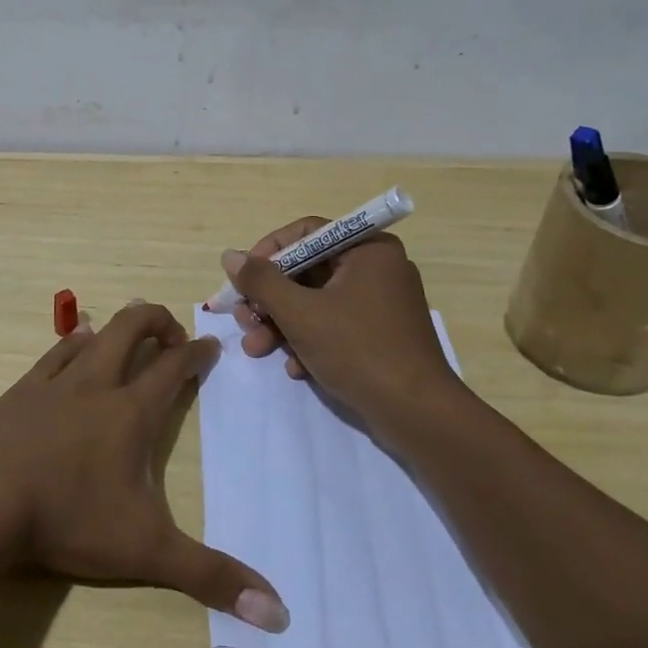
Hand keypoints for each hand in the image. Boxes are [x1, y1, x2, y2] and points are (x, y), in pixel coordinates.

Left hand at [0, 301, 288, 632]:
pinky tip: (75, 343)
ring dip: (116, 329)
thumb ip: (209, 576)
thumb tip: (278, 614)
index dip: (196, 353)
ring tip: (127, 336)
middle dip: (157, 320)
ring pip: (94, 334)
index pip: (174, 368)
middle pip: (132, 328)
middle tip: (172, 335)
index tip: (211, 346)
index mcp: (132, 412)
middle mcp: (98, 384)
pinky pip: (54, 353)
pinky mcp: (22, 390)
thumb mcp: (146, 551)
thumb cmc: (70, 517)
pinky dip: (73, 342)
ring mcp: (56, 382)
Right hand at [224, 220, 459, 428]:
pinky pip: (334, 325)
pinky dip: (309, 341)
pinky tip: (296, 368)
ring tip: (257, 349)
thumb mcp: (300, 313)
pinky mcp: (380, 335)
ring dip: (282, 324)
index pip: (306, 233)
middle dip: (270, 299)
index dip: (268, 252)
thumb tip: (230, 256)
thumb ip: (261, 281)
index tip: (244, 278)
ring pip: (316, 301)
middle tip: (245, 320)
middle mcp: (377, 268)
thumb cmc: (358, 350)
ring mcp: (380, 303)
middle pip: (307, 270)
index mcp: (367, 249)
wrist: (418, 415)